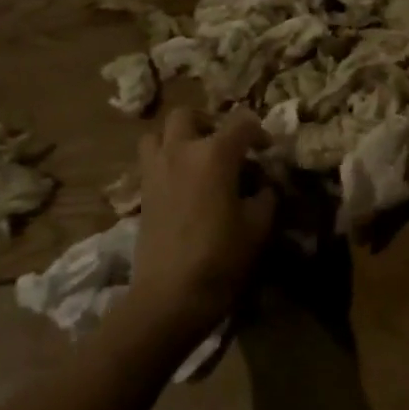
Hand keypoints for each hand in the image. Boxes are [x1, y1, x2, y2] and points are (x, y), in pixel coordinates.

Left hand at [128, 108, 276, 336]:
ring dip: (178, 138)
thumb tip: (264, 184)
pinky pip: (150, 160)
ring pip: (158, 133)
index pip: (241, 122)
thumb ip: (265, 195)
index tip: (267, 151)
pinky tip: (183, 184)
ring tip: (196, 158)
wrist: (170, 295)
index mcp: (214, 154)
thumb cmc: (222, 257)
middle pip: (188, 114)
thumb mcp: (258, 225)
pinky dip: (165, 161)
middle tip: (225, 145)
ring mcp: (155, 170)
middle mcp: (180, 151)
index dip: (259, 132)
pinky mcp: (142, 192)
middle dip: (209, 122)